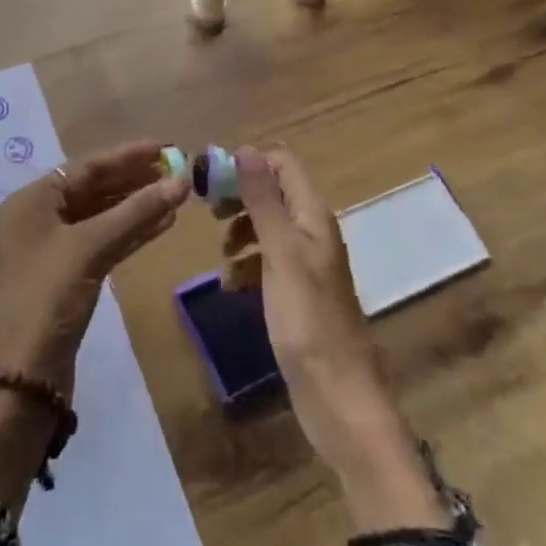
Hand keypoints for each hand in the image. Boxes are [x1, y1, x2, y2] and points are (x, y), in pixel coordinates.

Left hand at [0, 140, 189, 393]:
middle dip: (134, 179)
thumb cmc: (47, 298)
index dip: (127, 156)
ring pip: (102, 216)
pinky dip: (130, 233)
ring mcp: (53, 248)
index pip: (86, 166)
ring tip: (177, 195)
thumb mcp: (90, 248)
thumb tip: (181, 182)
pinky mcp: (68, 276)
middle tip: (177, 170)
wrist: (22, 376)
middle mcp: (39, 217)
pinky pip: (104, 242)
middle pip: (94, 188)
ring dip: (137, 206)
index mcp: (32, 200)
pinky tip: (162, 224)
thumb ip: (135, 212)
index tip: (165, 147)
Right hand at [234, 146, 446, 532]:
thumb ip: (264, 201)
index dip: (248, 162)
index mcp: (313, 216)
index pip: (283, 162)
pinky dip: (246, 266)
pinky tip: (232, 286)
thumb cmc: (308, 320)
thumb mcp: (281, 254)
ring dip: (240, 234)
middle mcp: (312, 232)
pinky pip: (267, 263)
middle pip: (272, 192)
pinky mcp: (296, 293)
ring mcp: (305, 264)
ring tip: (222, 257)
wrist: (337, 397)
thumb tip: (245, 149)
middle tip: (208, 212)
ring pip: (266, 227)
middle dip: (239, 197)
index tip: (212, 178)